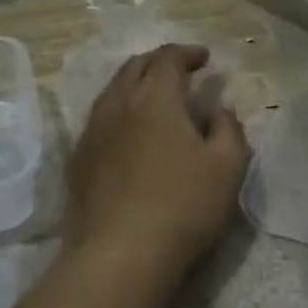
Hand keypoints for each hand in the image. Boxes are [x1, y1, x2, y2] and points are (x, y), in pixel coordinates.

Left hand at [64, 43, 249, 272]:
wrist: (119, 254)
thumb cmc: (183, 205)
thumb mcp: (227, 167)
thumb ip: (229, 129)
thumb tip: (220, 110)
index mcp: (155, 97)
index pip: (168, 58)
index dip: (187, 53)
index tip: (205, 59)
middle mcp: (118, 104)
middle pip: (135, 66)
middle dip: (159, 62)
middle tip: (180, 72)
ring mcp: (92, 131)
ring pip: (112, 92)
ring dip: (136, 86)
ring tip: (154, 100)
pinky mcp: (78, 160)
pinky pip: (99, 121)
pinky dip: (119, 113)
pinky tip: (130, 135)